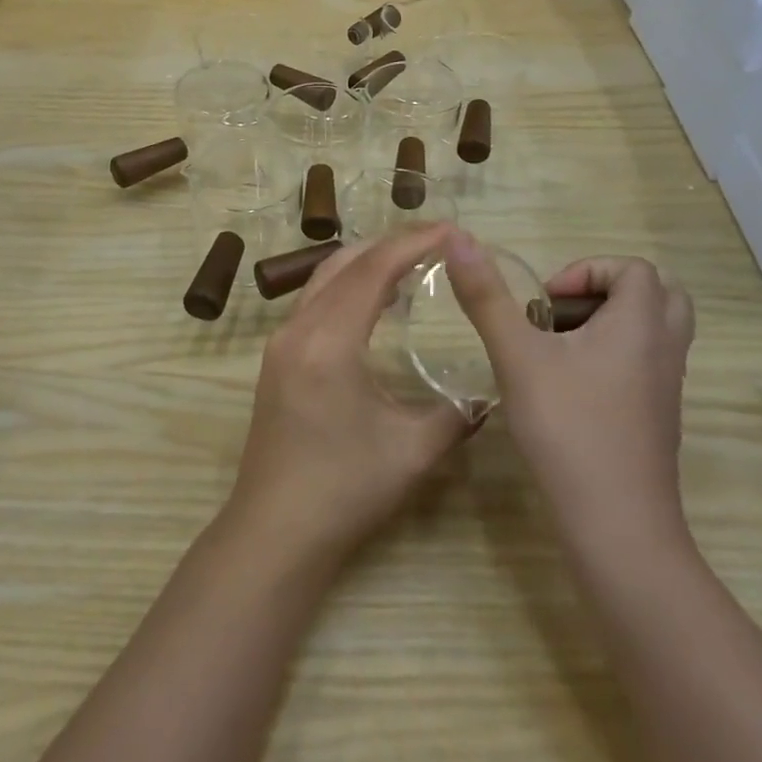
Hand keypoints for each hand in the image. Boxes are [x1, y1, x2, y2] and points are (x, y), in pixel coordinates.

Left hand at [226, 224, 477, 566]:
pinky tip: (374, 303)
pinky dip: (347, 287)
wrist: (275, 531)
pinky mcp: (276, 358)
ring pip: (324, 278)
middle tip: (436, 241)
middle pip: (345, 263)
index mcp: (328, 341)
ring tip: (411, 263)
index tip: (451, 230)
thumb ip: (456, 413)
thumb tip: (486, 392)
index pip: (373, 271)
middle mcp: (297, 329)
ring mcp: (280, 342)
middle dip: (391, 244)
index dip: (413, 243)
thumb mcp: (413, 451)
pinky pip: (314, 301)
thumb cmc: (345, 489)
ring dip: (366, 263)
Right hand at [446, 233, 694, 549]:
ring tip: (557, 347)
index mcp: (640, 325)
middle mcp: (664, 350)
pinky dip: (613, 357)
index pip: (634, 269)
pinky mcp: (658, 419)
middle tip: (561, 314)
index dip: (586, 271)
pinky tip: (567, 387)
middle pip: (656, 295)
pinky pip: (646, 365)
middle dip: (605, 293)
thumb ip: (487, 297)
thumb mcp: (517, 356)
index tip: (544, 302)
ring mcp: (666, 388)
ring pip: (652, 332)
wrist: (617, 526)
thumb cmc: (568, 429)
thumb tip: (457, 238)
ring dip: (608, 324)